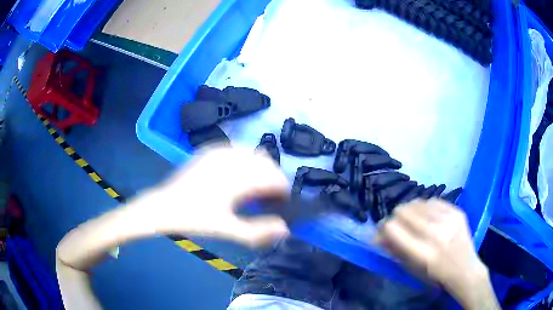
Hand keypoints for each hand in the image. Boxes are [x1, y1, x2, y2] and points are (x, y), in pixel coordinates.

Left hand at [146, 146, 289, 245]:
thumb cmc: (195, 218)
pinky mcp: (210, 150)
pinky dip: (245, 161)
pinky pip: (237, 149)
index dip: (282, 190)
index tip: (281, 204)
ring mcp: (219, 151)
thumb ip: (258, 231)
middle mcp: (231, 158)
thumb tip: (285, 229)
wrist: (165, 206)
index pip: (274, 177)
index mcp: (238, 177)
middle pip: (267, 162)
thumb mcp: (227, 229)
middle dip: (272, 179)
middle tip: (266, 199)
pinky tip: (238, 176)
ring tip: (253, 188)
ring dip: (259, 169)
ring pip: (253, 153)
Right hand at [377, 199, 496, 308]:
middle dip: (396, 217)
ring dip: (410, 210)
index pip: (393, 229)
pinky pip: (433, 201)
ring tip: (413, 219)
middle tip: (398, 224)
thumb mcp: (412, 269)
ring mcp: (449, 220)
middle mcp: (436, 234)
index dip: (385, 227)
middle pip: (404, 212)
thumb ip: (394, 250)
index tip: (384, 230)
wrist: (465, 269)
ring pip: (418, 203)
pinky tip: (427, 215)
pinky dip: (425, 207)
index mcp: (423, 254)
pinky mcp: (457, 211)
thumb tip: (377, 236)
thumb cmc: (436, 275)